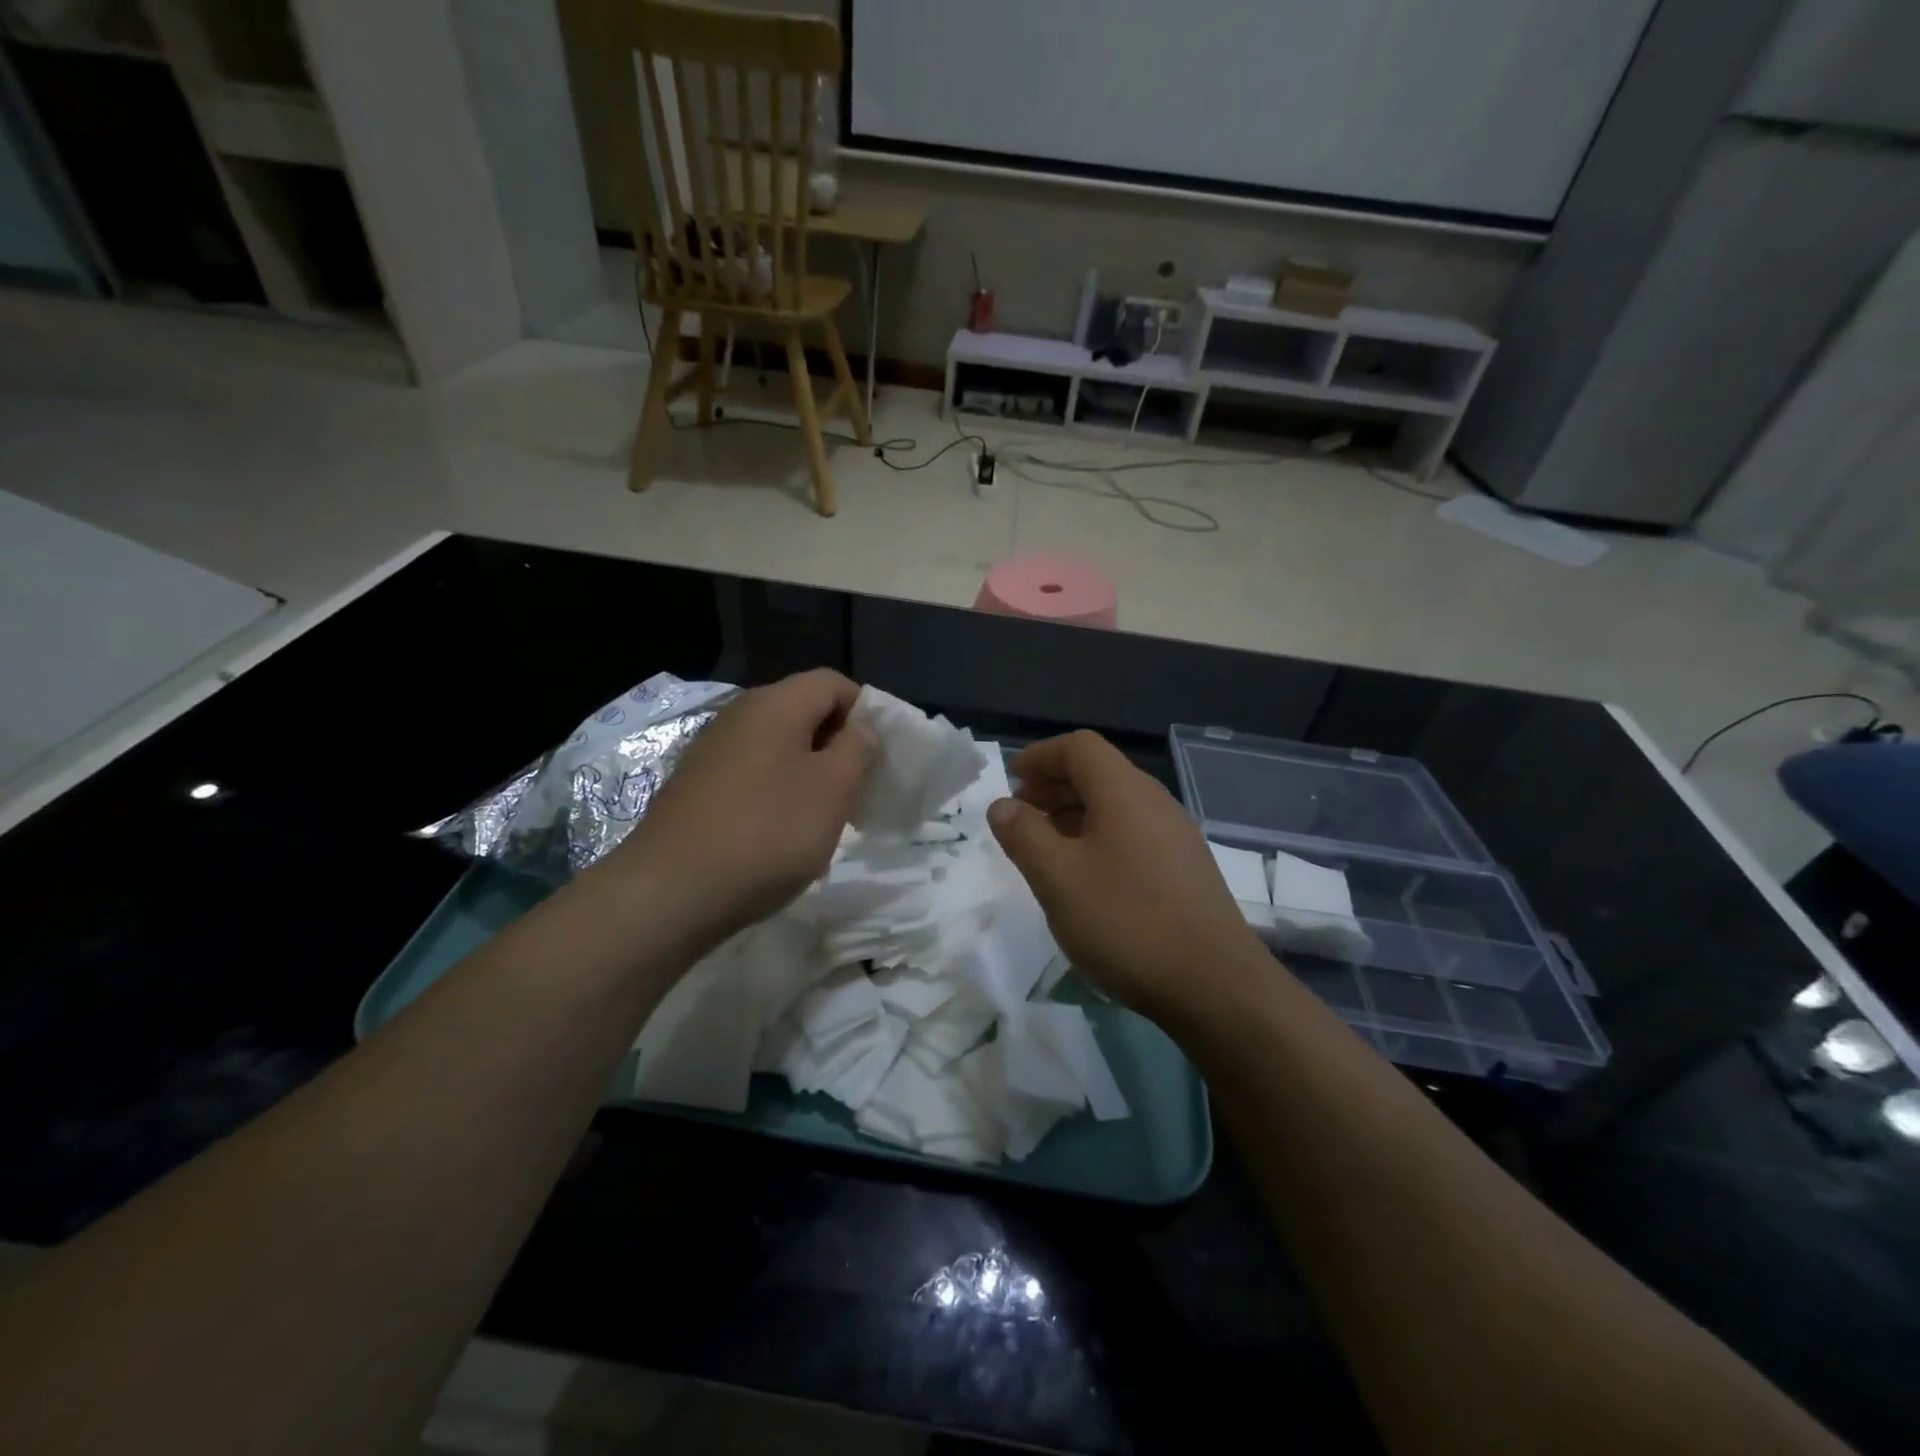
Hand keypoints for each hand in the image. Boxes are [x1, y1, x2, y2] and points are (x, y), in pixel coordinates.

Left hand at [612, 669, 877, 941]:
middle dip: (839, 745)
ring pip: (778, 746)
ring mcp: (712, 751)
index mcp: (775, 703)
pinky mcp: (696, 787)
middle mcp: (739, 715)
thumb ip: (858, 749)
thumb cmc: (766, 832)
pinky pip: (752, 774)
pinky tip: (781, 834)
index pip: (833, 682)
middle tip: (858, 789)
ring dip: (809, 773)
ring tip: (824, 816)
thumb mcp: (833, 789)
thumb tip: (860, 728)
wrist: (669, 892)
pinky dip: (777, 793)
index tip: (880, 756)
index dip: (865, 711)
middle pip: (804, 712)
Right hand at [987, 731, 1265, 1025]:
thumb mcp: (1057, 878)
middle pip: (1098, 772)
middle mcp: (1154, 801)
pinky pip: (1133, 832)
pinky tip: (1087, 877)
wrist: (1215, 984)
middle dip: (1053, 786)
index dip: (1040, 757)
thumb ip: (1023, 834)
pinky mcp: (1186, 867)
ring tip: (1047, 848)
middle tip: (1021, 817)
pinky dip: (1100, 838)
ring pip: (1116, 805)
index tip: (1011, 782)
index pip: (1078, 747)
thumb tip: (1003, 805)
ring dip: (1075, 814)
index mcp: (1123, 791)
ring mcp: (1176, 834)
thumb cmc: (1126, 921)